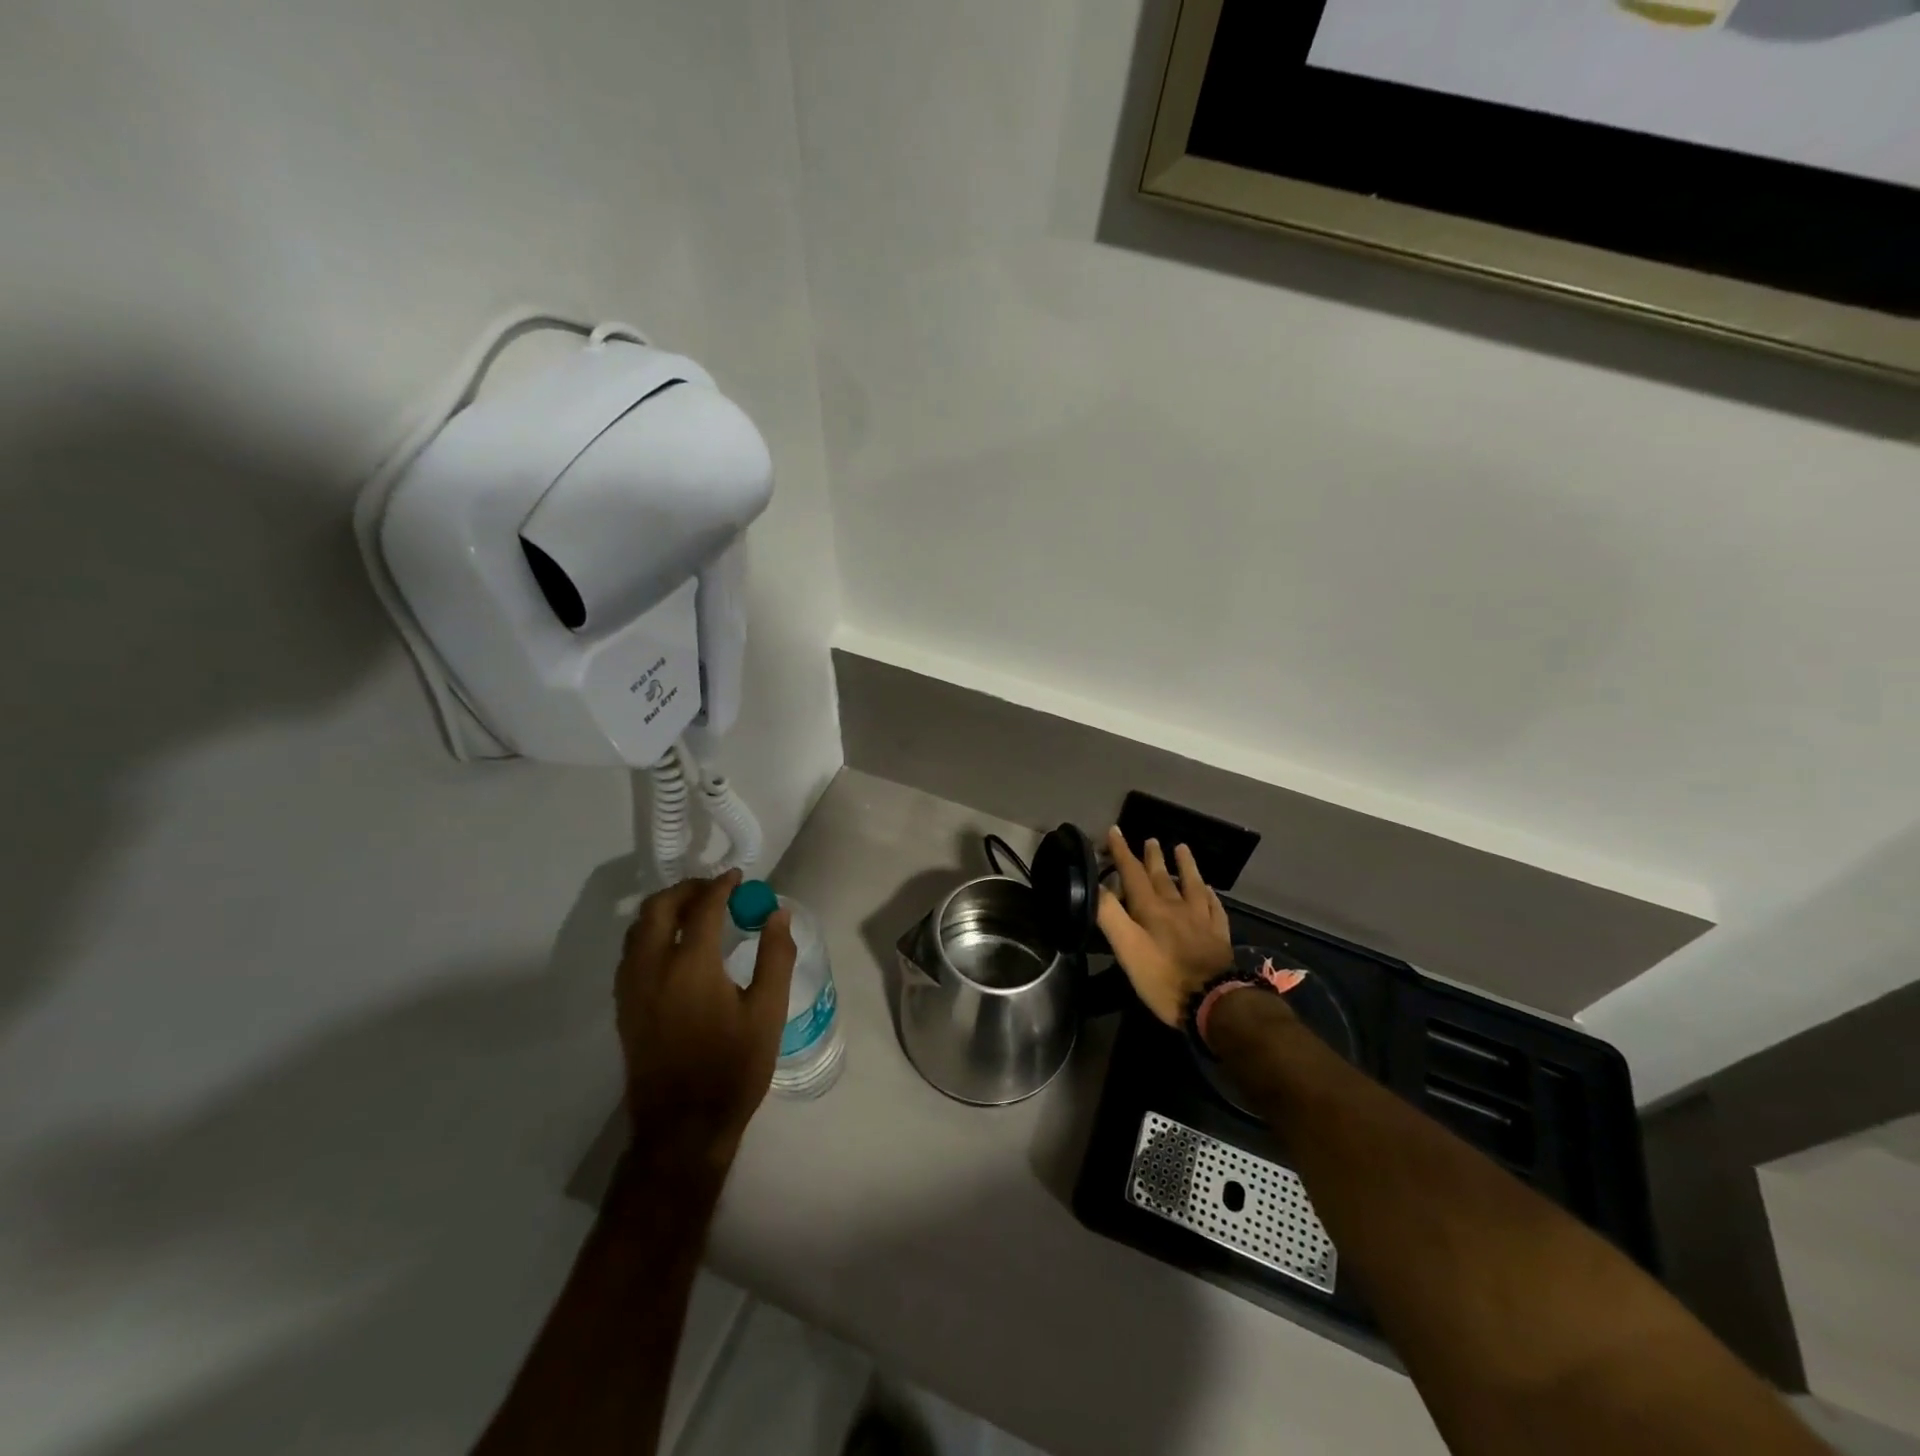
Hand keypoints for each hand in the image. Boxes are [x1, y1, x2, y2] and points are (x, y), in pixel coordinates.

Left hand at [616, 871, 796, 1169]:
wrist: (682, 1128)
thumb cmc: (733, 1068)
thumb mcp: (768, 1012)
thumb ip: (775, 956)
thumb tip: (776, 914)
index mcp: (690, 965)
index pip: (702, 907)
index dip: (721, 886)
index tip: (739, 876)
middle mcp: (652, 968)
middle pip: (658, 908)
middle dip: (686, 889)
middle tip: (715, 889)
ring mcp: (631, 988)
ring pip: (637, 928)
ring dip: (664, 909)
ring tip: (694, 911)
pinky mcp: (624, 1007)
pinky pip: (630, 952)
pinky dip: (650, 933)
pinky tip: (674, 946)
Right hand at [1096, 828, 1235, 1026]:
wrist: (1213, 1002)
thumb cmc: (1163, 977)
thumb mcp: (1127, 948)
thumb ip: (1110, 915)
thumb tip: (1096, 885)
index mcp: (1151, 908)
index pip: (1132, 873)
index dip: (1122, 852)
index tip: (1115, 830)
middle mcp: (1176, 906)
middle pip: (1162, 876)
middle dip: (1152, 857)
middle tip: (1150, 839)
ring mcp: (1201, 919)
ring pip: (1192, 884)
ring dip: (1185, 865)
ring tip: (1182, 848)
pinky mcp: (1218, 935)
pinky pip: (1214, 907)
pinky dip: (1210, 894)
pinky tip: (1209, 890)